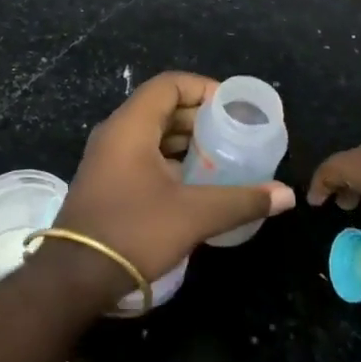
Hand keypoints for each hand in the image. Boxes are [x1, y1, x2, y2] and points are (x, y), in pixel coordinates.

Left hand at [52, 72, 294, 296]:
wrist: (75, 277)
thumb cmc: (134, 231)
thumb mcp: (193, 214)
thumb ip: (241, 200)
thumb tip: (286, 195)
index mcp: (131, 125)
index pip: (169, 85)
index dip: (203, 88)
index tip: (232, 107)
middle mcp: (115, 132)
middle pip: (161, 106)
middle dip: (198, 116)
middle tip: (233, 133)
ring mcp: (107, 157)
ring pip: (151, 132)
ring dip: (185, 139)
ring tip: (220, 156)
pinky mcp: (106, 180)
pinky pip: (142, 153)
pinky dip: (169, 158)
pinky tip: (194, 181)